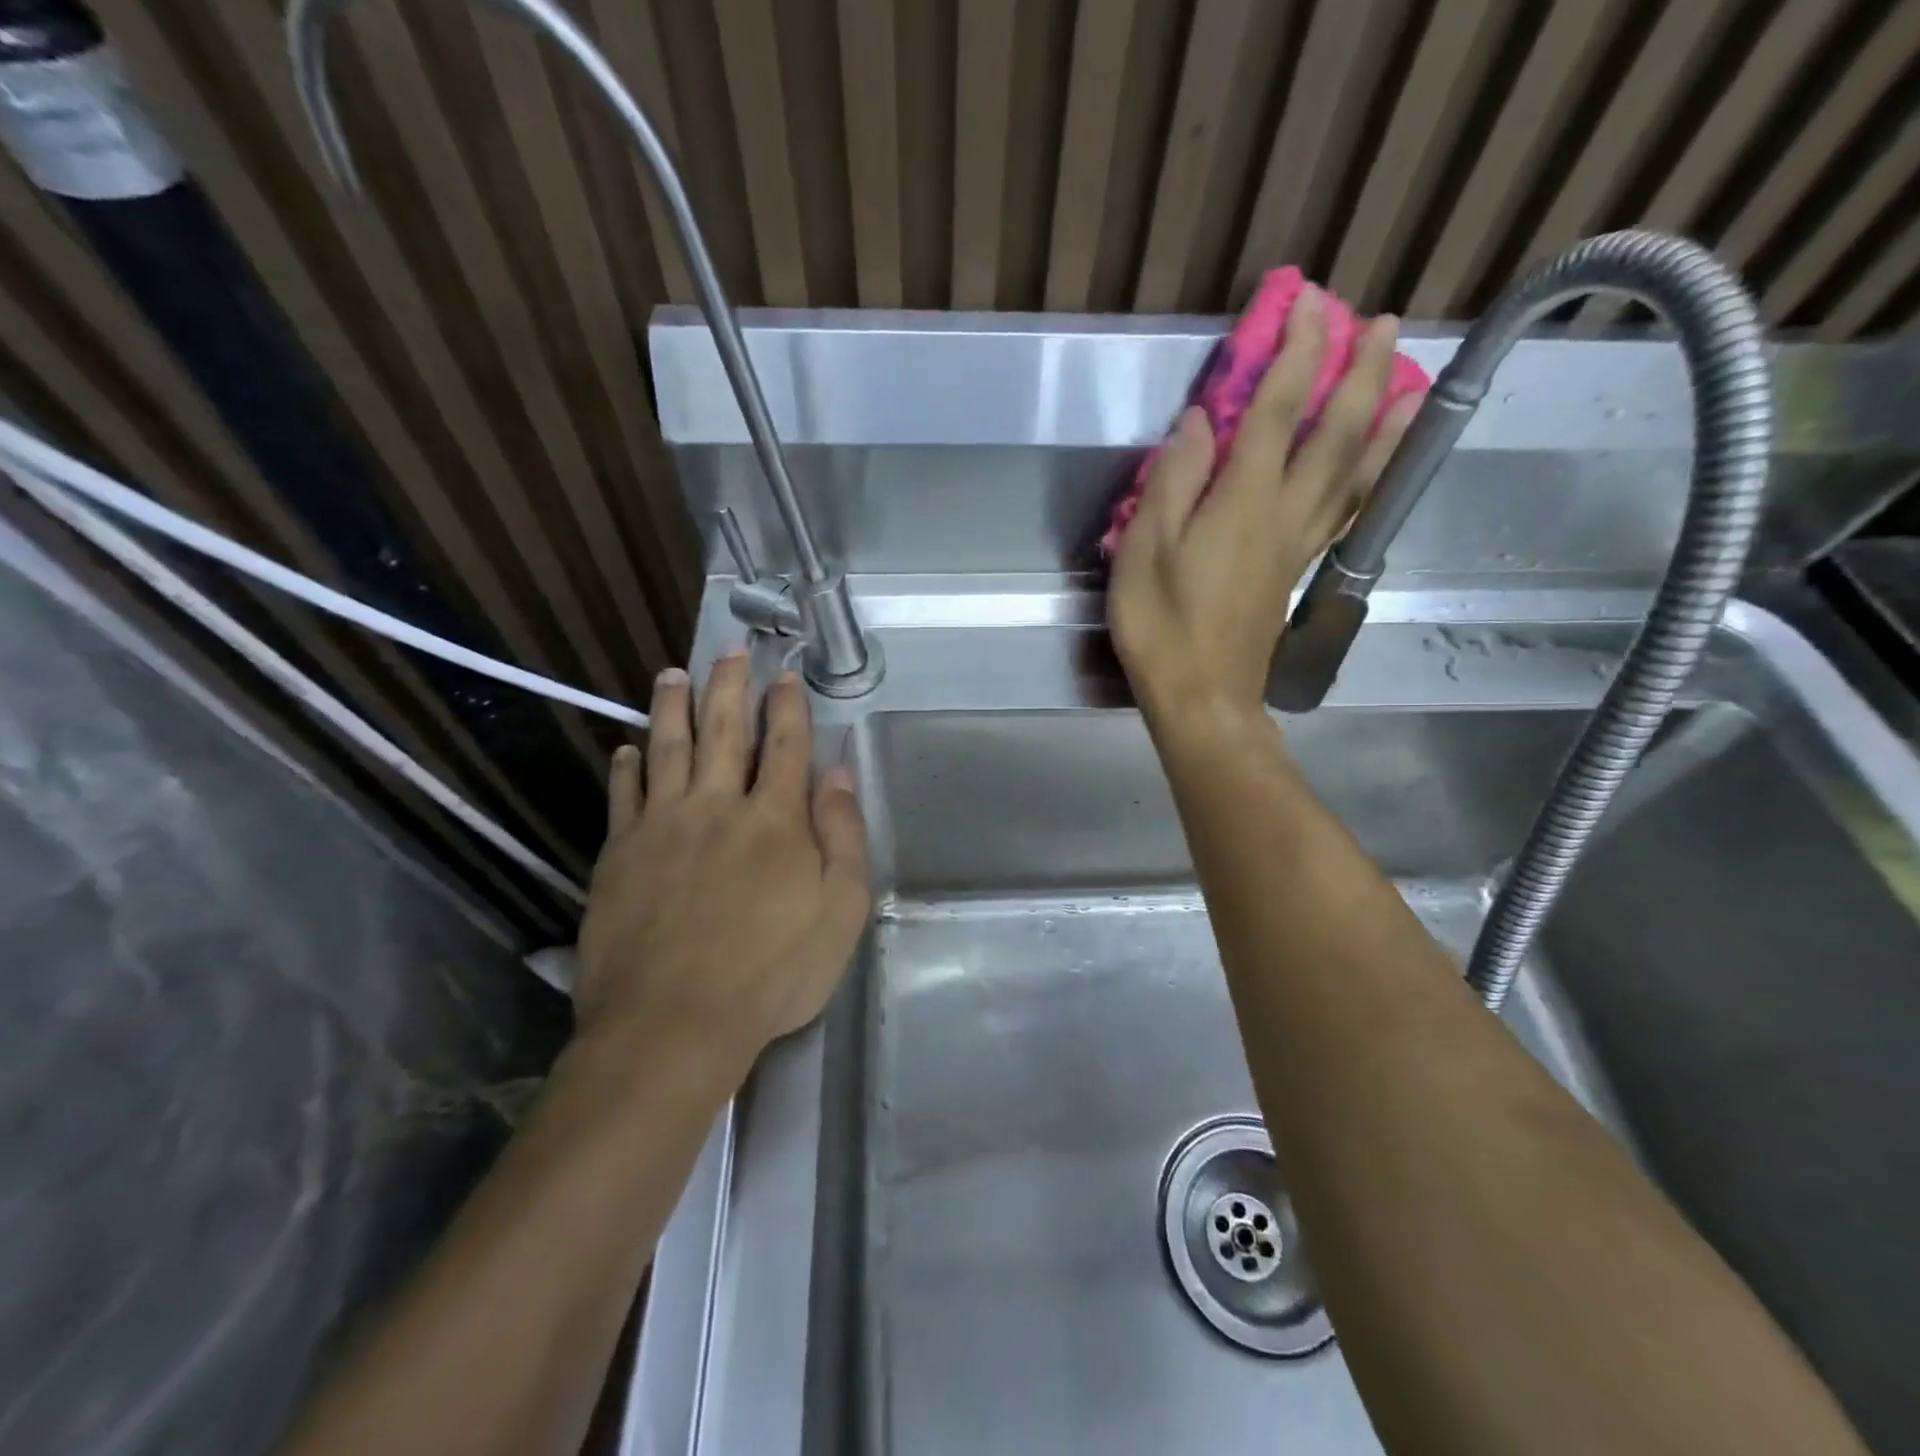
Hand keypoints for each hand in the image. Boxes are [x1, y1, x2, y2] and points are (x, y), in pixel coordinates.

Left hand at [576, 654, 870, 1086]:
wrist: (673, 1023)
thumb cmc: (772, 972)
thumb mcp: (840, 911)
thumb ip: (843, 836)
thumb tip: (839, 773)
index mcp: (775, 819)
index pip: (785, 745)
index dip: (788, 706)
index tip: (785, 673)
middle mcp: (717, 806)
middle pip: (724, 731)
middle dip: (730, 686)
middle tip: (730, 649)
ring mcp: (662, 826)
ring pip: (668, 749)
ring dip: (672, 707)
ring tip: (673, 674)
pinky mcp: (619, 854)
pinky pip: (623, 796)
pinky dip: (626, 767)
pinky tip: (626, 749)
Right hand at [1108, 291, 1418, 726]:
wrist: (1201, 696)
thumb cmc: (1160, 627)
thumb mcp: (1144, 552)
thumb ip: (1172, 483)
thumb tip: (1198, 422)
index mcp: (1241, 504)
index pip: (1274, 415)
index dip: (1293, 357)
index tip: (1308, 305)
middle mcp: (1283, 515)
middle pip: (1332, 436)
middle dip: (1355, 374)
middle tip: (1379, 322)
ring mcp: (1298, 545)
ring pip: (1354, 473)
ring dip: (1381, 422)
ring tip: (1408, 380)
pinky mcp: (1298, 571)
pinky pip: (1346, 511)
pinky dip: (1369, 478)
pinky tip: (1377, 465)